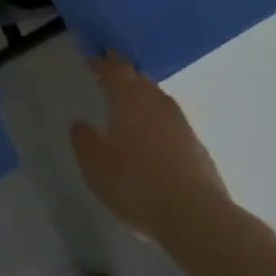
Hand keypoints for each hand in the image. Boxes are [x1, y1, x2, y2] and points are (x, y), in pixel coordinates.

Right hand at [71, 55, 234, 245]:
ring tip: (131, 96)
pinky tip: (154, 130)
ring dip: (142, 91)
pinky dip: (157, 114)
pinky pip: (170, 117)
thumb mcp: (96, 167)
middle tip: (110, 69)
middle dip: (123, 72)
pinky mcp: (196, 144)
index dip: (102, 63)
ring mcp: (179, 122)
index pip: (114, 71)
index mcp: (129, 100)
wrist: (196, 216)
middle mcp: (155, 103)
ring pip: (157, 96)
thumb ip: (84, 141)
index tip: (93, 58)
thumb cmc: (137, 185)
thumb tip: (80, 123)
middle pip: (138, 79)